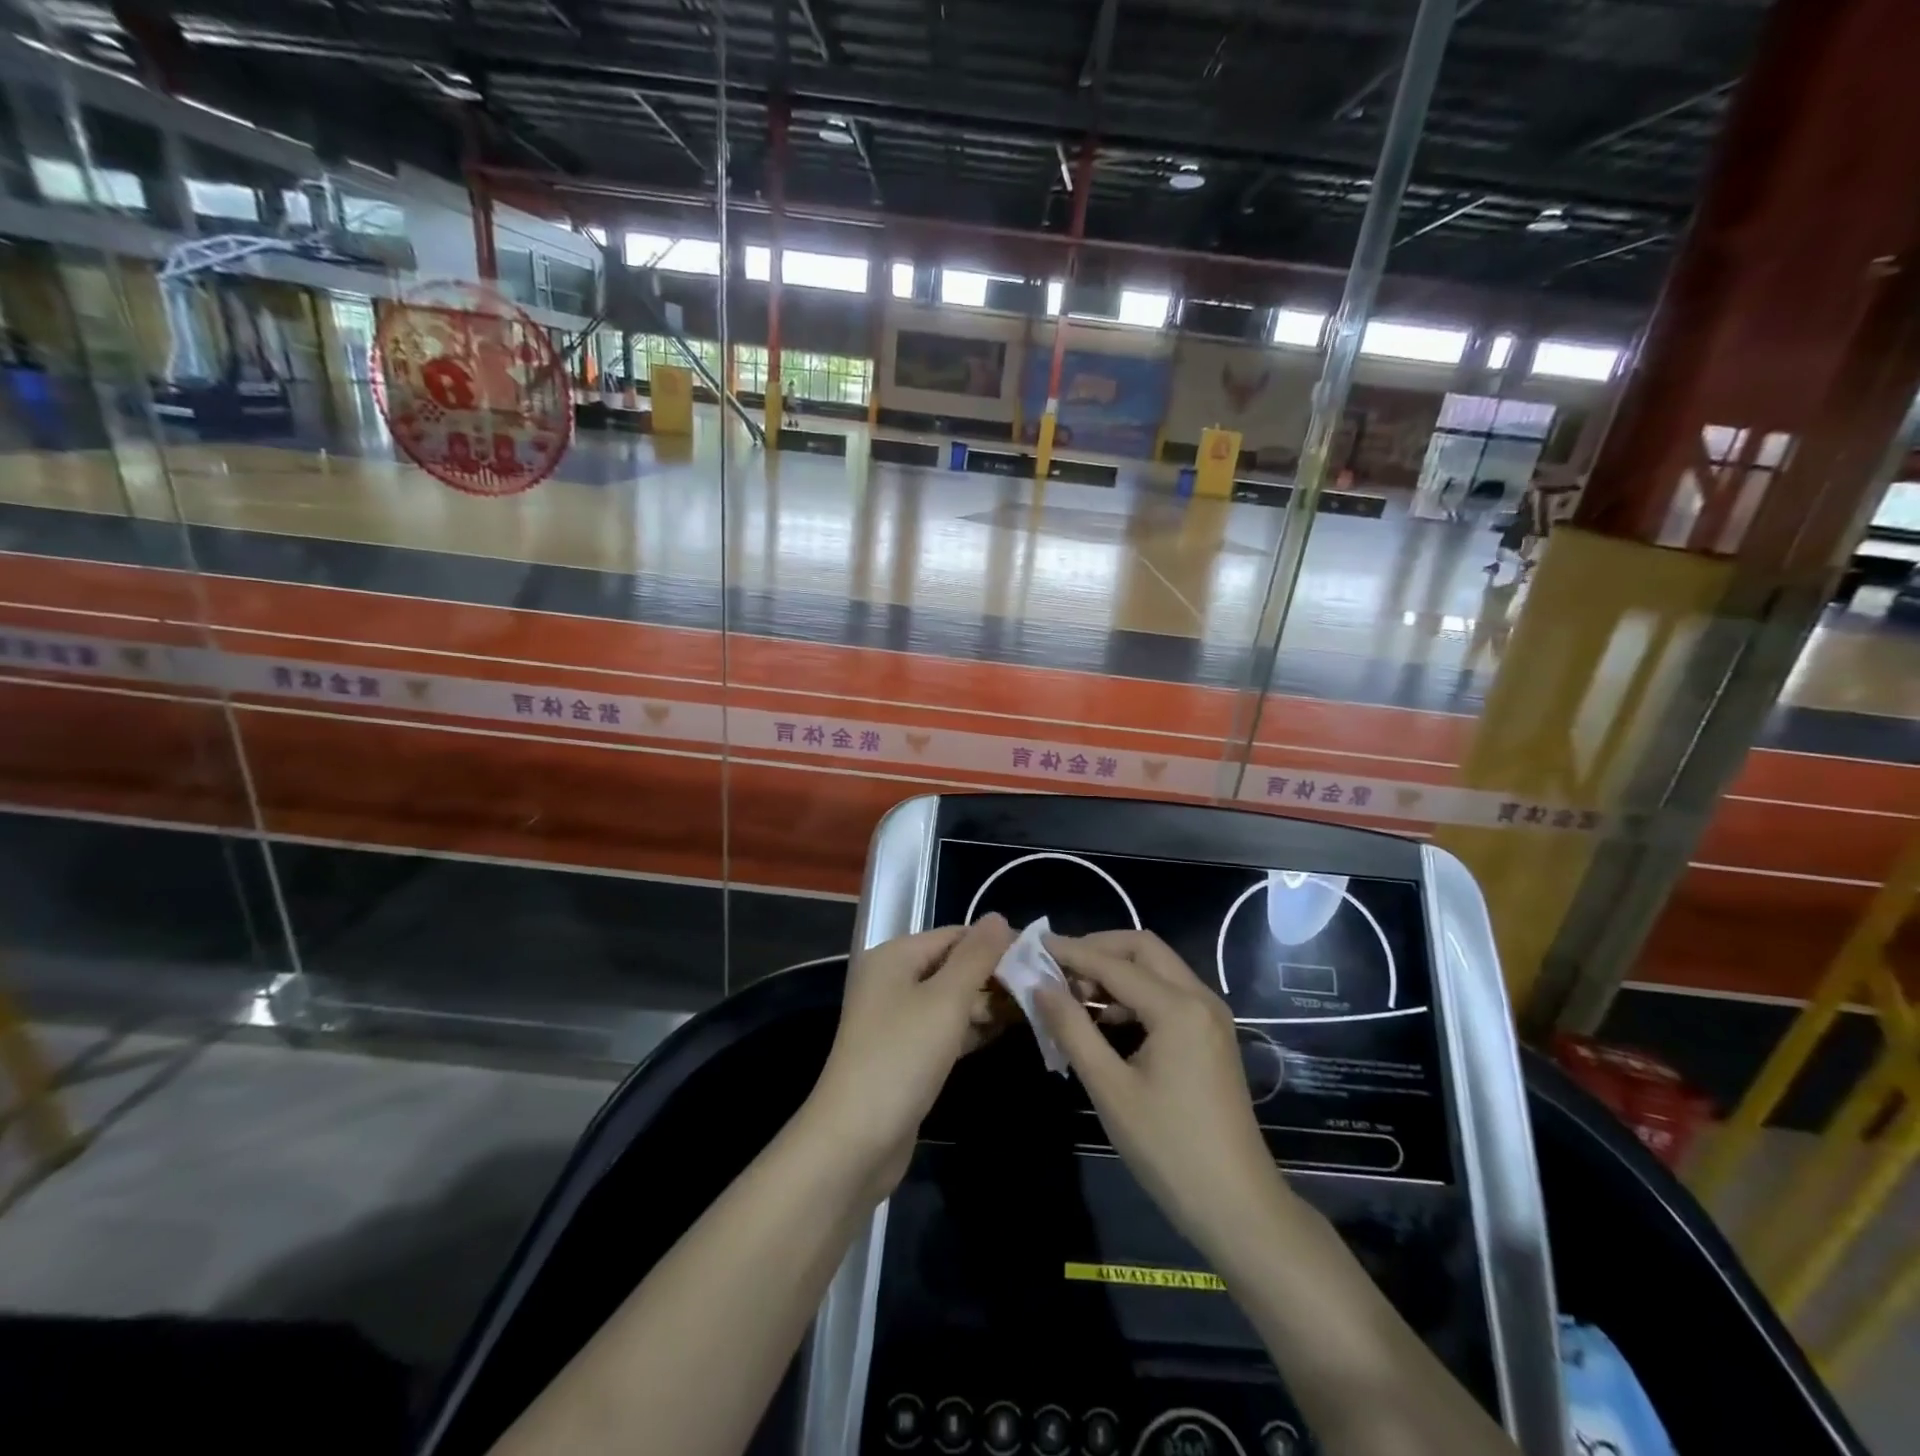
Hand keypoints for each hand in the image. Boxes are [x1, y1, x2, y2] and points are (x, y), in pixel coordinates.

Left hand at [806, 914, 1015, 1197]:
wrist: (855, 1140)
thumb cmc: (902, 1056)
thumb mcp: (946, 1000)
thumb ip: (976, 956)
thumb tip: (998, 917)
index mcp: (896, 956)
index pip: (955, 935)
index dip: (997, 943)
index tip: (1041, 957)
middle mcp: (893, 980)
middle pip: (953, 965)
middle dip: (995, 975)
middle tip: (1042, 988)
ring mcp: (897, 1018)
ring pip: (952, 999)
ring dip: (988, 1003)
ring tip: (1034, 1008)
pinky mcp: (906, 1052)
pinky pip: (945, 1028)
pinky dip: (972, 1028)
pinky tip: (1006, 1032)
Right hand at [1036, 930, 1291, 1261]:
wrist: (1238, 1207)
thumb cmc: (1169, 1149)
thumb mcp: (1110, 1089)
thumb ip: (1072, 1029)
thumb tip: (1040, 986)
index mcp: (1178, 1007)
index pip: (1113, 963)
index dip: (1071, 952)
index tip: (1034, 944)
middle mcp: (1200, 998)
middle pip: (1142, 949)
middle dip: (1098, 950)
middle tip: (1058, 968)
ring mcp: (1211, 1016)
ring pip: (1157, 969)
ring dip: (1116, 971)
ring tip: (1074, 996)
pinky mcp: (1212, 1035)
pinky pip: (1168, 994)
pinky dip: (1134, 994)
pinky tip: (1106, 1021)